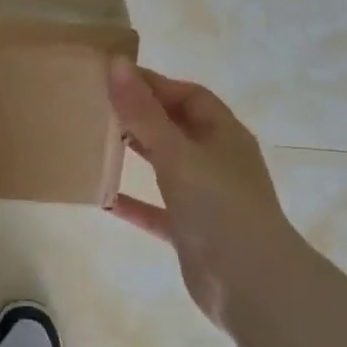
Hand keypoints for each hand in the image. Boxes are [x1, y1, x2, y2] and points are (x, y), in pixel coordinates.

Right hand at [106, 57, 296, 329]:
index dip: (154, 84)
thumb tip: (116, 64)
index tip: (112, 78)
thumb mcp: (176, 153)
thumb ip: (143, 113)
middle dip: (141, 116)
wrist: (250, 282)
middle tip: (99, 108)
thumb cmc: (218, 206)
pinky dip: (134, 203)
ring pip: (166, 168)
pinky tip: (104, 200)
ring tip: (97, 144)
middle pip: (176, 128)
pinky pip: (157, 210)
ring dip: (136, 156)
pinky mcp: (191, 231)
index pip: (188, 96)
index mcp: (224, 134)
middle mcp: (217, 161)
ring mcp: (205, 198)